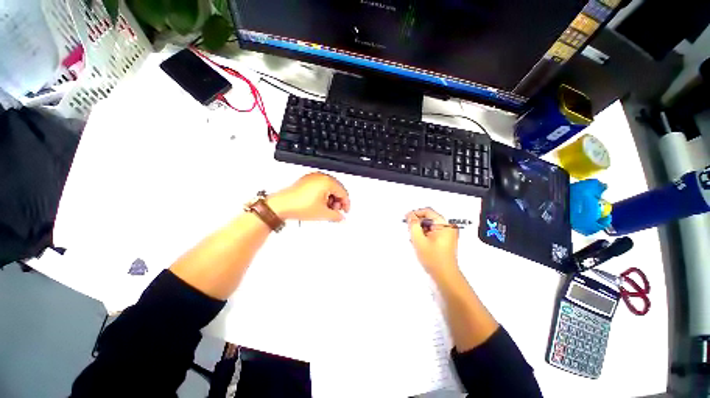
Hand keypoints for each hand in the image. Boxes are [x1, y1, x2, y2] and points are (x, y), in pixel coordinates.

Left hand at [268, 172, 350, 221]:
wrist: (280, 206)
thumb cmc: (298, 206)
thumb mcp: (323, 213)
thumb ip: (336, 216)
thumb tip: (341, 217)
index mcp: (327, 181)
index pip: (343, 192)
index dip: (346, 204)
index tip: (345, 211)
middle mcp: (320, 176)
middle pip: (336, 189)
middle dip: (337, 201)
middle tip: (336, 211)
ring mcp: (312, 177)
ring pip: (328, 188)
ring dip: (330, 198)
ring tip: (326, 209)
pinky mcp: (306, 180)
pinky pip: (320, 186)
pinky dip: (322, 195)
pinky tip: (319, 204)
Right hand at [406, 208, 458, 275]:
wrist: (445, 276)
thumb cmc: (434, 259)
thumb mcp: (419, 239)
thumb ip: (413, 225)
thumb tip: (410, 215)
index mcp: (444, 225)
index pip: (427, 211)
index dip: (415, 213)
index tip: (406, 218)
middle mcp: (448, 227)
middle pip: (429, 218)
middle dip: (417, 224)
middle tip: (409, 231)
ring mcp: (447, 234)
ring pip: (429, 226)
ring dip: (420, 231)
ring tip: (415, 240)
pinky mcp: (445, 241)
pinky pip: (432, 233)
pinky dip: (424, 236)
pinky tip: (420, 244)